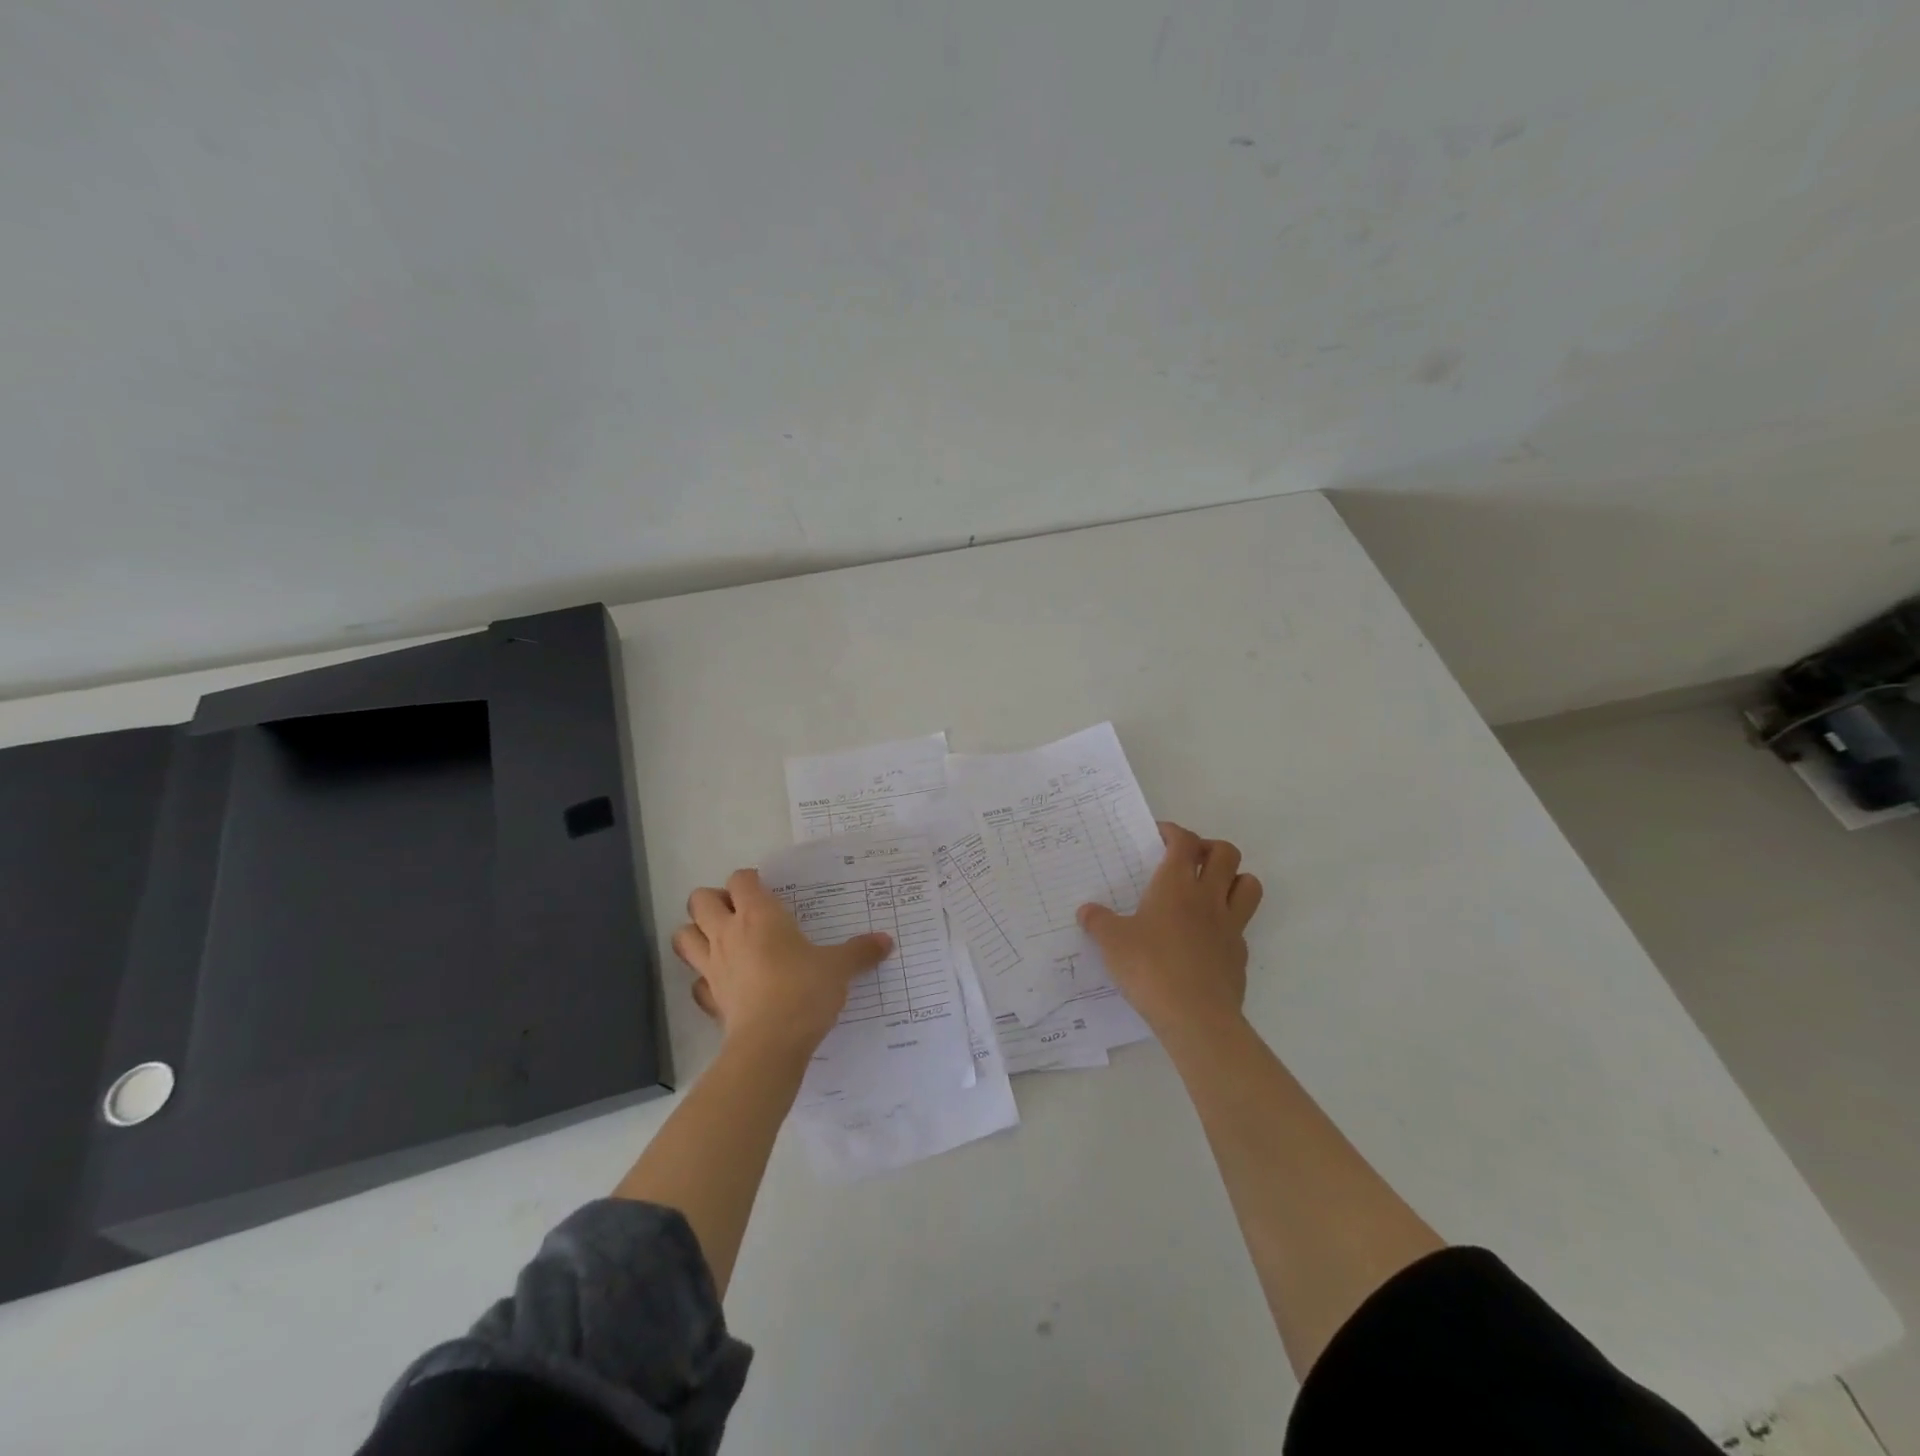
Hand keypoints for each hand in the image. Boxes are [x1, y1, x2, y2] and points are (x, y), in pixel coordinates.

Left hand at [672, 869, 892, 1055]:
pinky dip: (703, 978)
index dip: (750, 880)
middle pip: (700, 900)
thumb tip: (886, 941)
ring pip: (684, 936)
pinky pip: (695, 982)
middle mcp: (728, 933)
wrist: (770, 1045)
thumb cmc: (804, 991)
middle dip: (714, 901)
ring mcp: (712, 967)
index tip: (768, 891)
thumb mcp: (839, 968)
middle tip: (740, 913)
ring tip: (722, 941)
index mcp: (759, 915)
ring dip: (697, 933)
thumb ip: (860, 952)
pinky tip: (723, 983)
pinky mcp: (708, 999)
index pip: (741, 879)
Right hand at [1078, 822, 1263, 1035]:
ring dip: (1234, 878)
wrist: (1195, 1016)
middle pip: (1226, 853)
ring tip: (1210, 890)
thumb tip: (1086, 911)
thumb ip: (1098, 922)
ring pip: (1249, 884)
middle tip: (1189, 861)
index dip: (1174, 832)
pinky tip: (1206, 937)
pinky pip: (1242, 925)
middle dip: (1209, 848)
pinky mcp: (1239, 954)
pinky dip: (1228, 922)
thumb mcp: (1112, 943)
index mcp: (1176, 885)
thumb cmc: (1150, 968)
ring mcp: (1230, 925)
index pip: (1185, 841)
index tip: (1159, 836)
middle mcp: (1208, 897)